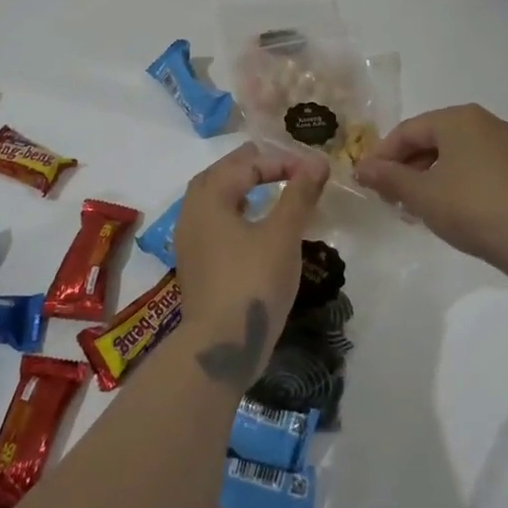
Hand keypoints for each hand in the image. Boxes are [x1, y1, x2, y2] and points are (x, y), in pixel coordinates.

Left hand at [172, 142, 328, 387]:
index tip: (311, 170)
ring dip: (237, 189)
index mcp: (209, 199)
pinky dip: (232, 213)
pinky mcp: (196, 267)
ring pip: (211, 201)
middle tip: (276, 163)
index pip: (244, 165)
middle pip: (218, 177)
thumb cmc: (253, 282)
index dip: (279, 162)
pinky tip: (252, 227)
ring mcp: (190, 243)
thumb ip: (299, 195)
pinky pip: (212, 224)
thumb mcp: (283, 235)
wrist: (220, 346)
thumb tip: (317, 161)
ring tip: (263, 188)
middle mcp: (192, 215)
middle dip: (248, 166)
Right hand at [354, 104, 507, 282]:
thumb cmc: (472, 207)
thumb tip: (361, 168)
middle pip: (431, 140)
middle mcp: (483, 123)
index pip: (407, 131)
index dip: (382, 156)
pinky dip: (453, 185)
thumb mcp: (422, 194)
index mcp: (457, 118)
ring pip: (453, 157)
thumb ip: (389, 178)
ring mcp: (505, 146)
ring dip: (428, 179)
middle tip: (388, 198)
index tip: (367, 183)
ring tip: (414, 209)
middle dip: (405, 168)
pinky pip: (474, 170)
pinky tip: (446, 212)